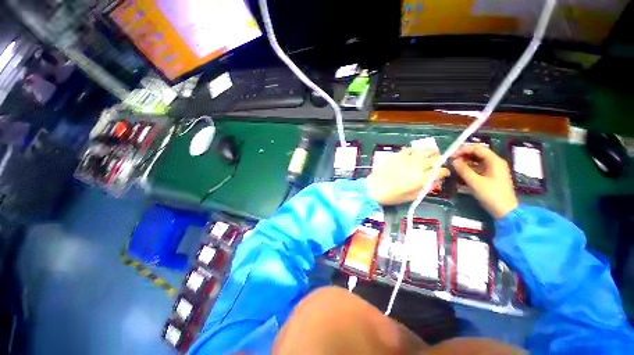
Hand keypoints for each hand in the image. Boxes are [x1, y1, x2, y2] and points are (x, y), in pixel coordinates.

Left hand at [367, 148, 449, 205]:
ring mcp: (406, 159)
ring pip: (424, 151)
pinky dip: (415, 150)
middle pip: (434, 159)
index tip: (444, 174)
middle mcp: (416, 167)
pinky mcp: (397, 156)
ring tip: (432, 154)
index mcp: (421, 179)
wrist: (373, 188)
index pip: (440, 171)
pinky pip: (409, 149)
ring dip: (431, 152)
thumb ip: (424, 189)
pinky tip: (415, 154)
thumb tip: (434, 182)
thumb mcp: (410, 197)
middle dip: (440, 161)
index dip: (444, 172)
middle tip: (438, 164)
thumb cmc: (391, 196)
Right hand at [452, 144, 517, 218]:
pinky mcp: (490, 177)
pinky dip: (468, 168)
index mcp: (494, 161)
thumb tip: (454, 161)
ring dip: (465, 162)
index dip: (464, 149)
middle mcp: (494, 163)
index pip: (478, 148)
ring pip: (476, 161)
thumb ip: (463, 170)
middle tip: (451, 160)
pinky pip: (477, 168)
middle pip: (477, 153)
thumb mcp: (475, 182)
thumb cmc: (491, 195)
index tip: (451, 155)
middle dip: (463, 155)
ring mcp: (492, 170)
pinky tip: (460, 172)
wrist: (505, 211)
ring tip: (453, 166)